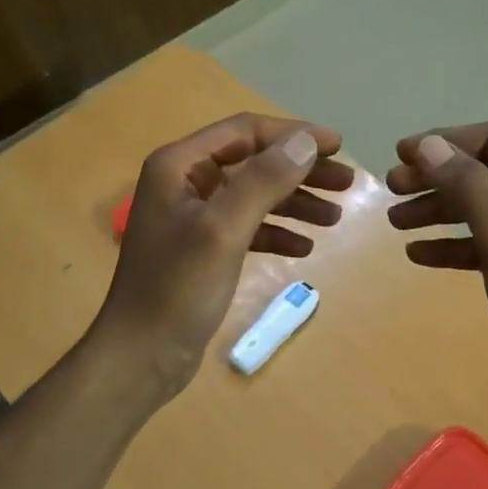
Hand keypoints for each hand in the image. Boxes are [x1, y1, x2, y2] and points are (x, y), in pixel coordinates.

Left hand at [95, 113, 354, 397]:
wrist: (140, 356)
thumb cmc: (177, 288)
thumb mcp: (224, 229)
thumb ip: (264, 180)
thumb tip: (306, 141)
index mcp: (179, 165)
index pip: (245, 131)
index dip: (293, 134)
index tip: (338, 145)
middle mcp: (184, 182)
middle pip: (253, 162)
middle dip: (300, 170)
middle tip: (347, 182)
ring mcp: (193, 217)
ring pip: (254, 196)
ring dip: (294, 202)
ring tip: (336, 216)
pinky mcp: (203, 249)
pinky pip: (247, 228)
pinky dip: (276, 233)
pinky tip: (304, 248)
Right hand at [387, 123, 487, 450]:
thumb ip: (469, 187)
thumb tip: (429, 144)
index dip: (446, 142)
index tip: (399, 155)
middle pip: (486, 172)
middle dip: (437, 177)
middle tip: (391, 189)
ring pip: (482, 207)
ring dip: (438, 210)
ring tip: (394, 223)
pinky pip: (485, 242)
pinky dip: (453, 244)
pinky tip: (418, 254)